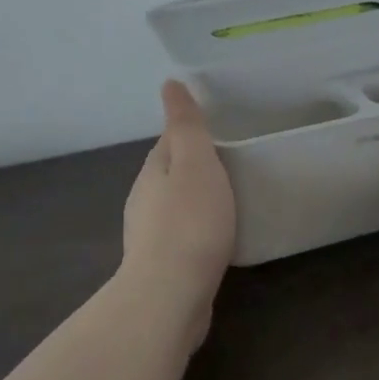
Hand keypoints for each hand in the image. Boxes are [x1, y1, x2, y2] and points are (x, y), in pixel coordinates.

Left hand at [121, 81, 237, 320]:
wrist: (170, 295)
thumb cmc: (189, 222)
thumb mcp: (194, 162)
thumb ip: (186, 125)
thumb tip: (169, 83)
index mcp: (151, 172)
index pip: (169, 142)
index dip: (192, 134)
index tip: (222, 131)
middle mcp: (144, 201)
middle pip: (171, 175)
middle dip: (196, 168)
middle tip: (234, 164)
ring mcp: (150, 237)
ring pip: (176, 207)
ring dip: (197, 200)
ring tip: (232, 200)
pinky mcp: (163, 266)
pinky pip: (183, 237)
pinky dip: (199, 230)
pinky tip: (218, 238)